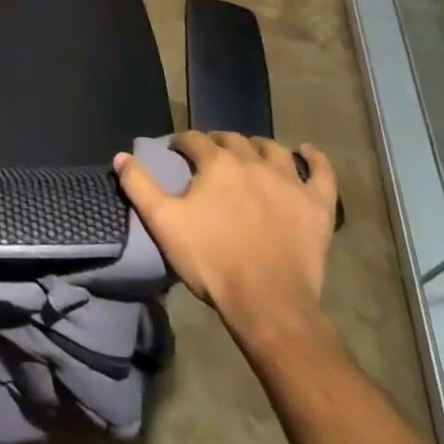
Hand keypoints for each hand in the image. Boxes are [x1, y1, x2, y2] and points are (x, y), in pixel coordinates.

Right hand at [115, 133, 338, 352]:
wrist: (267, 304)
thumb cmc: (212, 261)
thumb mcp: (163, 223)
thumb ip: (139, 186)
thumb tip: (121, 157)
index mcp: (217, 163)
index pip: (195, 139)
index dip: (182, 143)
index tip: (175, 153)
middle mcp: (254, 162)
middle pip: (233, 140)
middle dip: (217, 143)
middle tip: (208, 158)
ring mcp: (290, 182)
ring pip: (273, 149)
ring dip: (258, 147)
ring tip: (249, 155)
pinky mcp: (318, 206)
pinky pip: (321, 173)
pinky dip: (315, 159)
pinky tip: (307, 152)